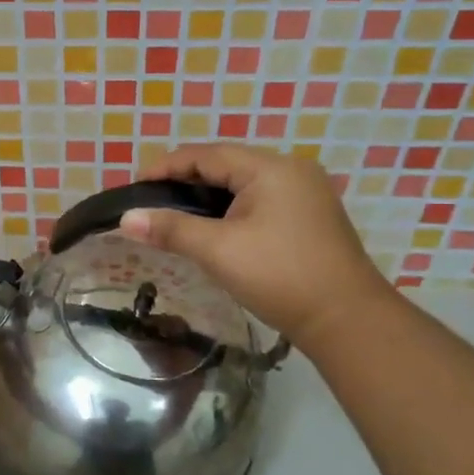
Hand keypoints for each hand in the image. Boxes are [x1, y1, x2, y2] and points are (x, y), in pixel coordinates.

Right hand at [120, 144, 388, 348]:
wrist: (347, 320)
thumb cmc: (280, 276)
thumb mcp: (219, 251)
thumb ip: (171, 229)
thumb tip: (126, 219)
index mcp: (270, 168)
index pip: (206, 154)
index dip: (166, 167)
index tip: (135, 187)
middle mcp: (290, 170)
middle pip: (225, 164)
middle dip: (184, 180)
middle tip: (151, 203)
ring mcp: (305, 193)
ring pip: (243, 184)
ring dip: (207, 196)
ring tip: (175, 216)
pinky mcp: (310, 216)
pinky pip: (260, 200)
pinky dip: (231, 209)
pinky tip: (213, 229)